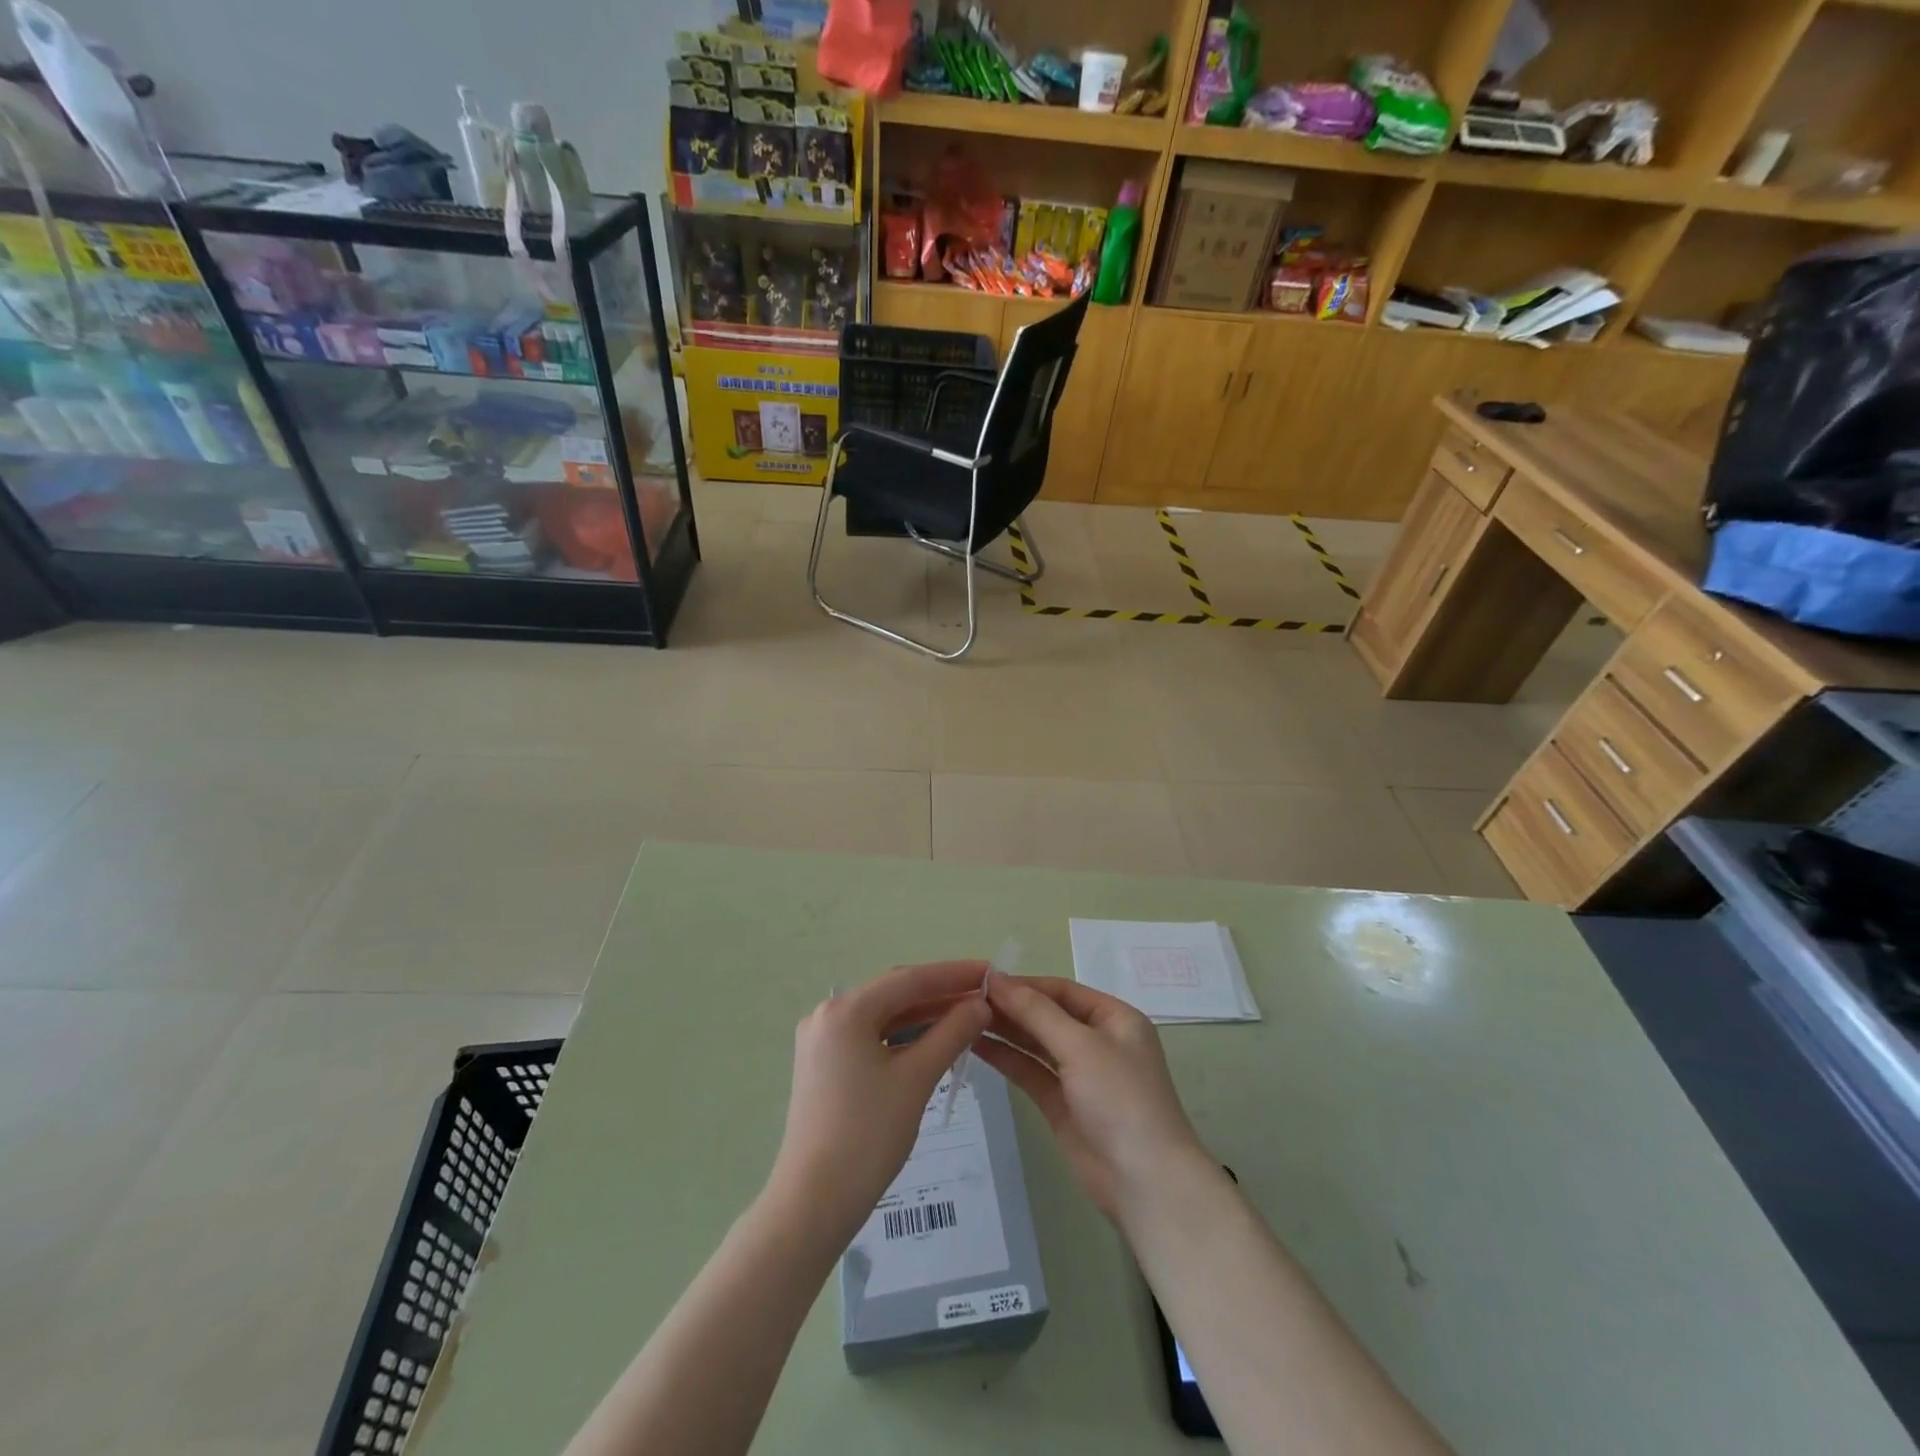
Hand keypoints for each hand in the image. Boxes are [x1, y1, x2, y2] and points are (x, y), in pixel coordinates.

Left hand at [768, 961, 992, 1242]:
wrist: (813, 1203)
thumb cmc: (868, 1135)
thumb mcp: (917, 1078)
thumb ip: (952, 1033)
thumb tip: (981, 1004)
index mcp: (845, 1010)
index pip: (909, 980)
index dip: (953, 974)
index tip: (990, 970)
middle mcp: (828, 1014)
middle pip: (894, 994)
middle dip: (940, 993)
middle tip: (983, 994)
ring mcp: (822, 1040)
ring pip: (883, 1016)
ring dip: (923, 1015)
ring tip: (967, 1015)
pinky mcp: (824, 1064)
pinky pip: (871, 1036)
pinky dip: (903, 1036)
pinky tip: (933, 1040)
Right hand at [975, 973, 1208, 1225]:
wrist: (1145, 1182)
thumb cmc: (1120, 1099)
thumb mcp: (1080, 1045)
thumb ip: (1035, 1011)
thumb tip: (996, 978)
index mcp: (1114, 1018)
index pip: (1062, 990)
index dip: (1024, 984)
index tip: (984, 980)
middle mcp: (1098, 1041)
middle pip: (1048, 1015)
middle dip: (1011, 1007)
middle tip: (967, 1000)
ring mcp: (1080, 1075)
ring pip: (1037, 1044)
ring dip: (1005, 1031)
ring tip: (964, 1019)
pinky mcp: (1063, 1105)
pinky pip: (1031, 1072)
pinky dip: (1008, 1059)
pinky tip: (978, 1047)